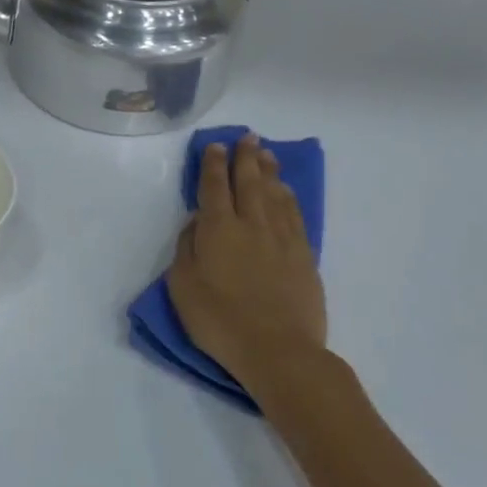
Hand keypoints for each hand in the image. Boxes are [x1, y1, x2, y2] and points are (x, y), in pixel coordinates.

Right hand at [167, 133, 329, 402]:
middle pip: (249, 182)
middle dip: (245, 157)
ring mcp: (281, 239)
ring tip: (266, 153)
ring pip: (275, 194)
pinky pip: (295, 215)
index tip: (215, 146)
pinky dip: (288, 197)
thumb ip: (187, 248)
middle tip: (247, 136)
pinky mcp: (304, 256)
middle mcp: (251, 224)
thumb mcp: (183, 286)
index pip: (214, 187)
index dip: (213, 165)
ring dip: (268, 171)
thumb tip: (196, 222)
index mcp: (218, 229)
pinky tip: (285, 190)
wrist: (278, 350)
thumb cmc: (219, 321)